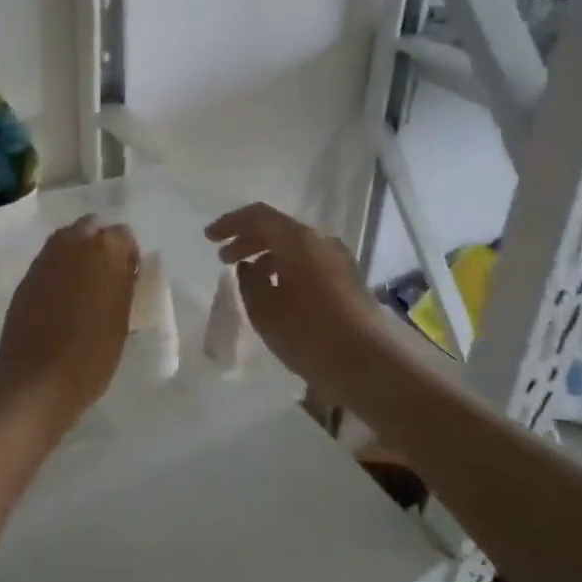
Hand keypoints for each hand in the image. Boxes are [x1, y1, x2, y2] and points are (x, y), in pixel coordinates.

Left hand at [0, 216, 139, 439]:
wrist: (38, 378)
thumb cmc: (92, 353)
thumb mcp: (122, 318)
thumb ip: (123, 284)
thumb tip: (123, 271)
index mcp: (105, 248)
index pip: (123, 235)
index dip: (128, 255)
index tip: (129, 278)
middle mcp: (73, 241)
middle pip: (92, 227)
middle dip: (100, 244)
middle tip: (107, 276)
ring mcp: (45, 257)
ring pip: (67, 241)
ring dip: (78, 254)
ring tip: (85, 288)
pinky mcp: (26, 276)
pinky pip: (49, 262)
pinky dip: (58, 271)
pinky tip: (62, 299)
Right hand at [205, 203, 386, 393]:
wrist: (372, 366)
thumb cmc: (310, 333)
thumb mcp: (265, 309)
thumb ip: (249, 282)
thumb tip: (249, 267)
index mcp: (298, 240)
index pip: (258, 216)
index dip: (230, 223)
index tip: (209, 238)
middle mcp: (321, 242)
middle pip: (278, 230)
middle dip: (247, 240)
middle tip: (223, 258)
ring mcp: (339, 262)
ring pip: (295, 248)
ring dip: (267, 257)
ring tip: (248, 278)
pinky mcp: (349, 283)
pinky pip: (309, 264)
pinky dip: (286, 270)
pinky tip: (277, 294)